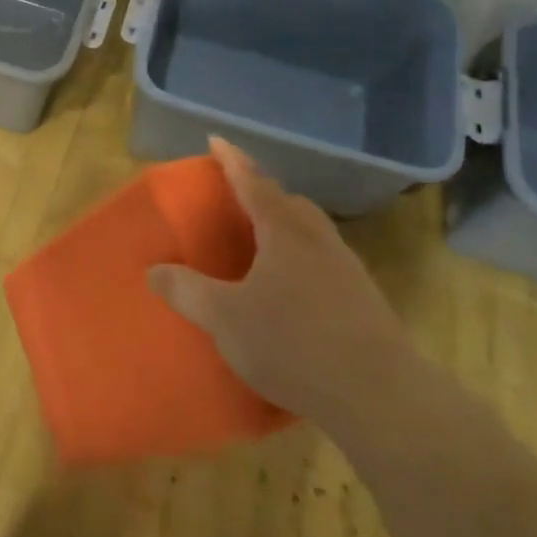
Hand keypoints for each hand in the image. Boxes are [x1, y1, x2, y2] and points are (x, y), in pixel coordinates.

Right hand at [146, 137, 416, 430]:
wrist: (382, 396)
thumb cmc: (294, 343)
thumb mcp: (225, 318)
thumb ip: (187, 291)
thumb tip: (154, 270)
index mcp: (285, 231)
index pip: (253, 182)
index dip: (232, 160)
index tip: (216, 140)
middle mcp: (319, 240)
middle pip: (290, 203)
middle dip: (262, 193)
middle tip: (237, 198)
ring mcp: (348, 270)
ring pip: (311, 233)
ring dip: (284, 227)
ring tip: (260, 244)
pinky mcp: (364, 301)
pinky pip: (323, 262)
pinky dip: (300, 260)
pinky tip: (290, 290)